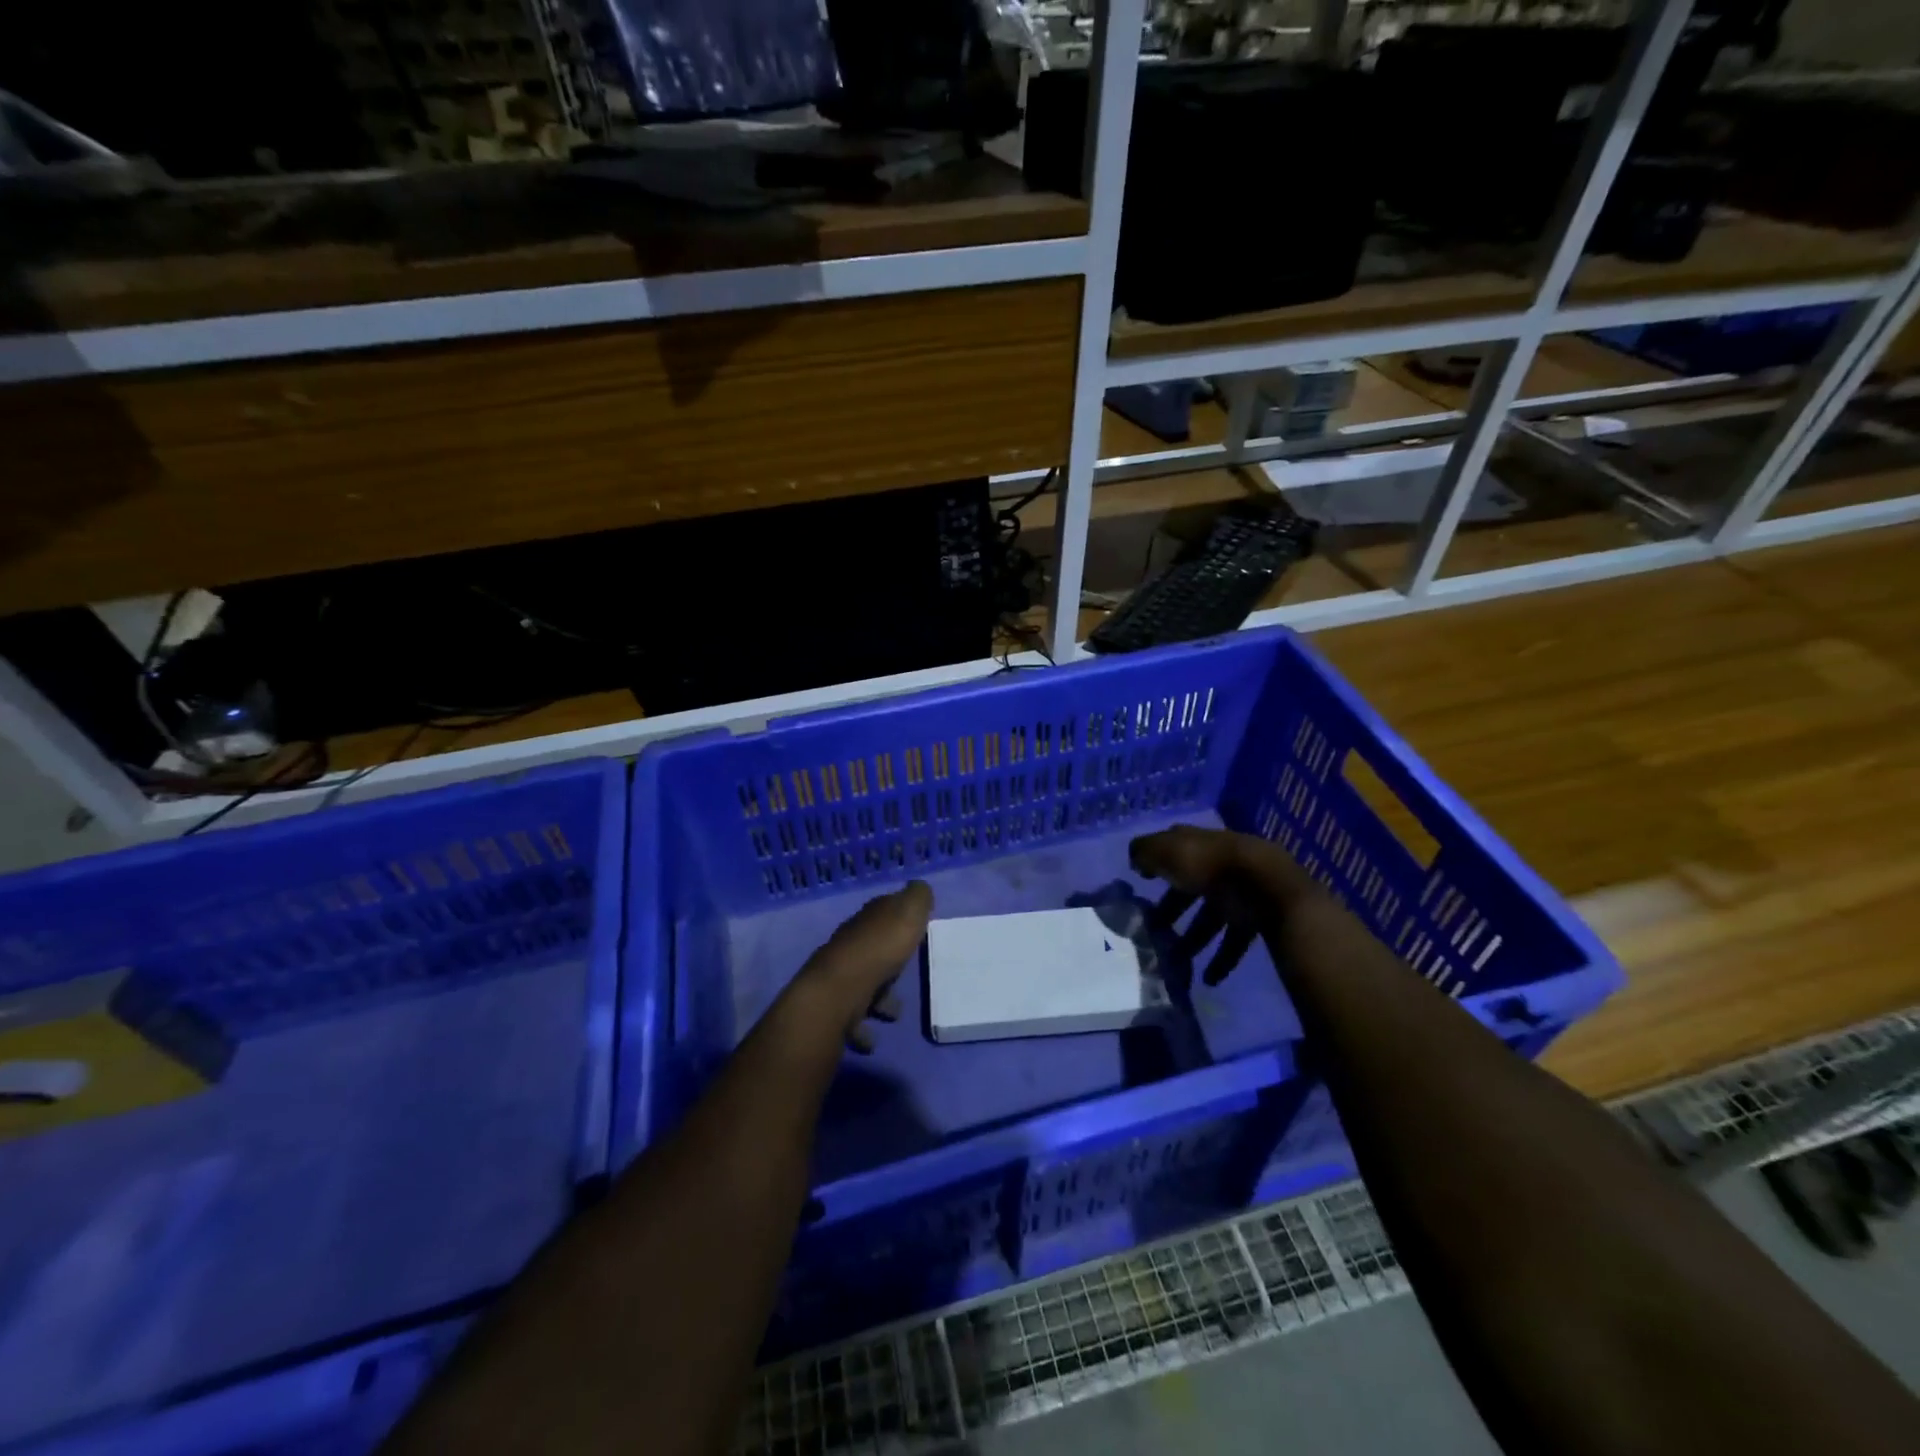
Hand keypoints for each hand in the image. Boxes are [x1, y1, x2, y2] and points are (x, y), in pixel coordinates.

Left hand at [786, 881, 932, 1051]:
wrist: (839, 992)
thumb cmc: (879, 950)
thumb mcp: (908, 913)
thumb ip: (918, 898)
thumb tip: (920, 888)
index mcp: (867, 920)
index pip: (883, 910)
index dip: (899, 915)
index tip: (915, 926)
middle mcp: (850, 944)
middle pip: (871, 947)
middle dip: (888, 958)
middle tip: (908, 971)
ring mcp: (839, 976)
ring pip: (862, 983)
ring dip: (877, 996)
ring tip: (894, 1012)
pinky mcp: (833, 1007)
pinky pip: (852, 1018)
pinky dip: (862, 1028)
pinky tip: (874, 1037)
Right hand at [1130, 825, 1307, 986]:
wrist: (1263, 884)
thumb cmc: (1207, 864)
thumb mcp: (1166, 851)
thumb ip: (1145, 852)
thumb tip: (1136, 860)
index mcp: (1198, 844)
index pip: (1175, 848)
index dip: (1158, 861)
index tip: (1142, 880)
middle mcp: (1217, 866)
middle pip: (1191, 888)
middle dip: (1173, 909)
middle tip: (1154, 930)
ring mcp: (1238, 893)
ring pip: (1211, 917)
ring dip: (1194, 939)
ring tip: (1177, 961)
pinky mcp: (1254, 919)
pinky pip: (1233, 941)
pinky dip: (1222, 959)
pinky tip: (1209, 978)